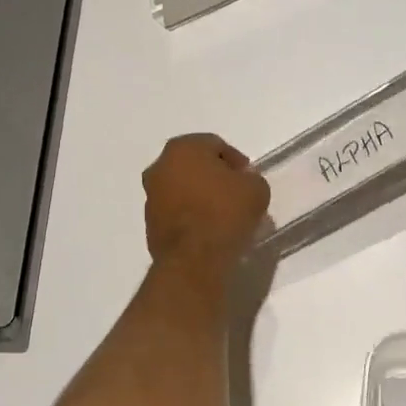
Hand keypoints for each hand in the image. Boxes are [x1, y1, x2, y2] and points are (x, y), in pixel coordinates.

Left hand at [142, 134, 270, 269]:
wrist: (194, 259)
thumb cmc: (225, 213)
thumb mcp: (256, 189)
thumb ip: (250, 179)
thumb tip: (241, 183)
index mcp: (183, 148)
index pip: (215, 145)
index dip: (235, 161)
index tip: (248, 179)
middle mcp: (160, 167)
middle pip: (194, 166)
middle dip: (214, 177)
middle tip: (236, 194)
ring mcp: (150, 196)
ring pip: (182, 189)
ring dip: (200, 196)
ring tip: (222, 215)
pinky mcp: (149, 223)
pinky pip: (175, 212)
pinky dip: (189, 216)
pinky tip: (208, 230)